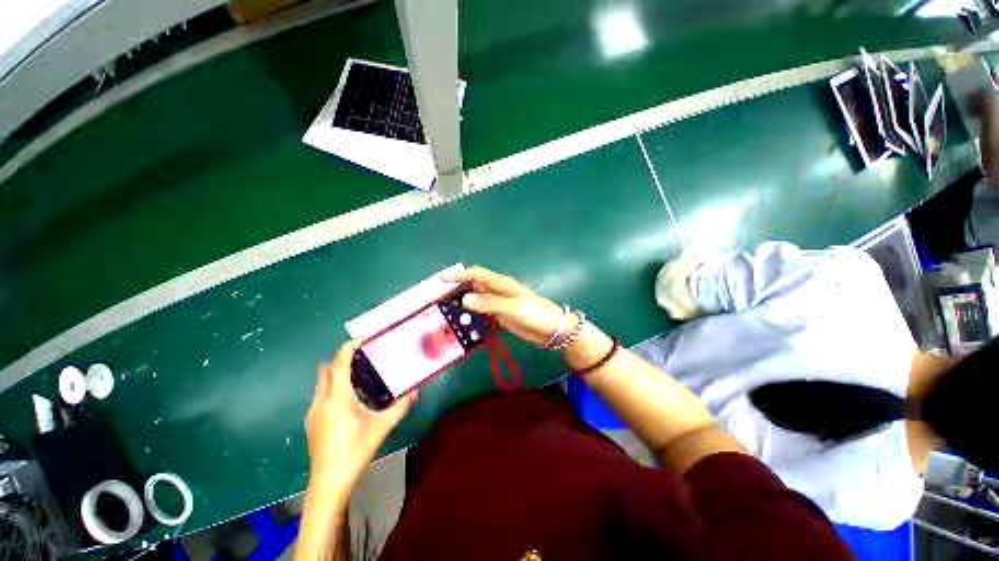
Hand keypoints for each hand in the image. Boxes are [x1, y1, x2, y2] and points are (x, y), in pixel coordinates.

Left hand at [305, 340, 416, 489]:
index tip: (362, 338)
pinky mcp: (311, 421)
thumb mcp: (382, 427)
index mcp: (338, 397)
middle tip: (362, 355)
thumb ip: (400, 407)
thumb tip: (415, 391)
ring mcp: (313, 411)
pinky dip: (332, 387)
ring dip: (337, 373)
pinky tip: (348, 400)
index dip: (349, 347)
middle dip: (342, 358)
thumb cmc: (356, 450)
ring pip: (322, 382)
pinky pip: (321, 394)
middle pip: (327, 369)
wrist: (329, 482)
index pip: (340, 363)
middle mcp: (321, 400)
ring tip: (358, 376)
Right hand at [444, 267, 567, 346]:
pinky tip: (463, 322)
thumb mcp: (511, 306)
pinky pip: (482, 314)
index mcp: (500, 283)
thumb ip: (488, 303)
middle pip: (473, 287)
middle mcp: (496, 291)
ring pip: (476, 301)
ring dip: (463, 304)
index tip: (442, 279)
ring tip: (446, 311)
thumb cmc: (533, 312)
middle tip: (439, 298)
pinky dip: (472, 316)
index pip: (476, 274)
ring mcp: (498, 305)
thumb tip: (464, 300)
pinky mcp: (500, 317)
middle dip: (457, 289)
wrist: (550, 329)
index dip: (459, 274)